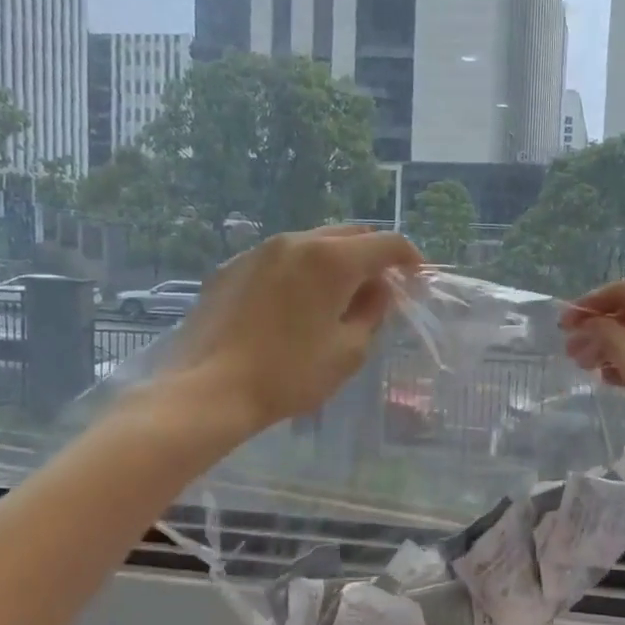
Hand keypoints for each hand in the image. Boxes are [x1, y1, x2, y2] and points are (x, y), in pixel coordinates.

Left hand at [163, 226, 421, 433]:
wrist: (207, 389)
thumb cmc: (289, 374)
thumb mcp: (348, 351)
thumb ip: (372, 313)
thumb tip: (378, 290)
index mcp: (331, 259)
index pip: (386, 243)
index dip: (410, 258)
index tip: (416, 279)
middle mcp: (296, 242)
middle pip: (349, 235)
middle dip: (372, 257)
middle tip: (379, 291)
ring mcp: (259, 251)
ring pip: (312, 243)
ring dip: (335, 262)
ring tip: (336, 298)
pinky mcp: (231, 268)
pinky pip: (279, 259)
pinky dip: (300, 272)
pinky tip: (294, 305)